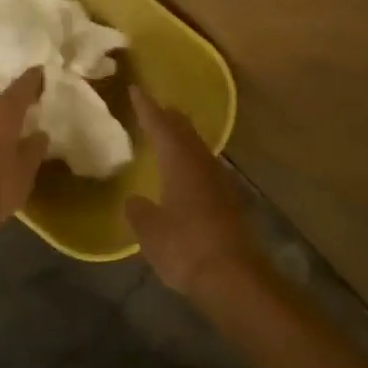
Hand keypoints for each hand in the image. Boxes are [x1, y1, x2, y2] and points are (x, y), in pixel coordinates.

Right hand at [125, 87, 261, 297]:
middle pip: (185, 132)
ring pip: (198, 150)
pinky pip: (205, 170)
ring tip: (168, 135)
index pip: (161, 125)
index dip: (147, 108)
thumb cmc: (184, 246)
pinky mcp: (229, 203)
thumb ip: (139, 210)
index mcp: (179, 162)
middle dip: (169, 118)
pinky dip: (191, 162)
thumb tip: (135, 201)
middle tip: (154, 108)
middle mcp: (202, 165)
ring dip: (183, 139)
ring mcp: (220, 183)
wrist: (232, 277)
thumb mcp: (149, 229)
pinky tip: (185, 173)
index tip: (136, 90)